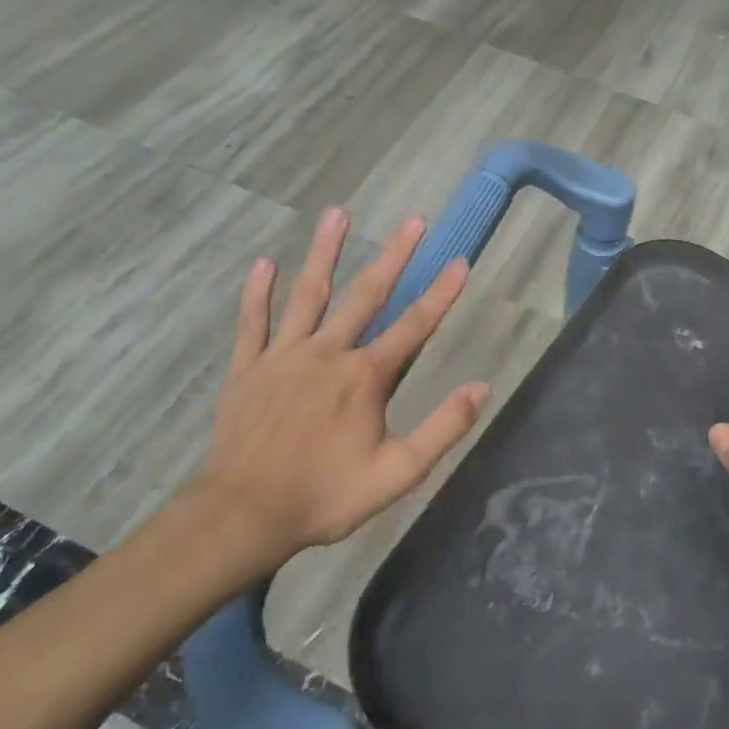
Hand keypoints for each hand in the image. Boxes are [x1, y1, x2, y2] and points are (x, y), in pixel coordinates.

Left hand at [185, 207, 489, 581]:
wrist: (245, 515)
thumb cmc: (326, 495)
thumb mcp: (399, 472)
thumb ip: (443, 428)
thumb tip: (483, 387)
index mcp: (366, 377)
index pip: (414, 327)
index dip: (441, 294)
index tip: (460, 261)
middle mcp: (327, 353)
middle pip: (367, 295)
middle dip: (394, 256)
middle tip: (413, 220)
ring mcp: (283, 357)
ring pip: (308, 295)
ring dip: (325, 253)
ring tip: (337, 213)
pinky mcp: (247, 369)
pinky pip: (253, 323)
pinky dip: (259, 293)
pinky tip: (265, 263)